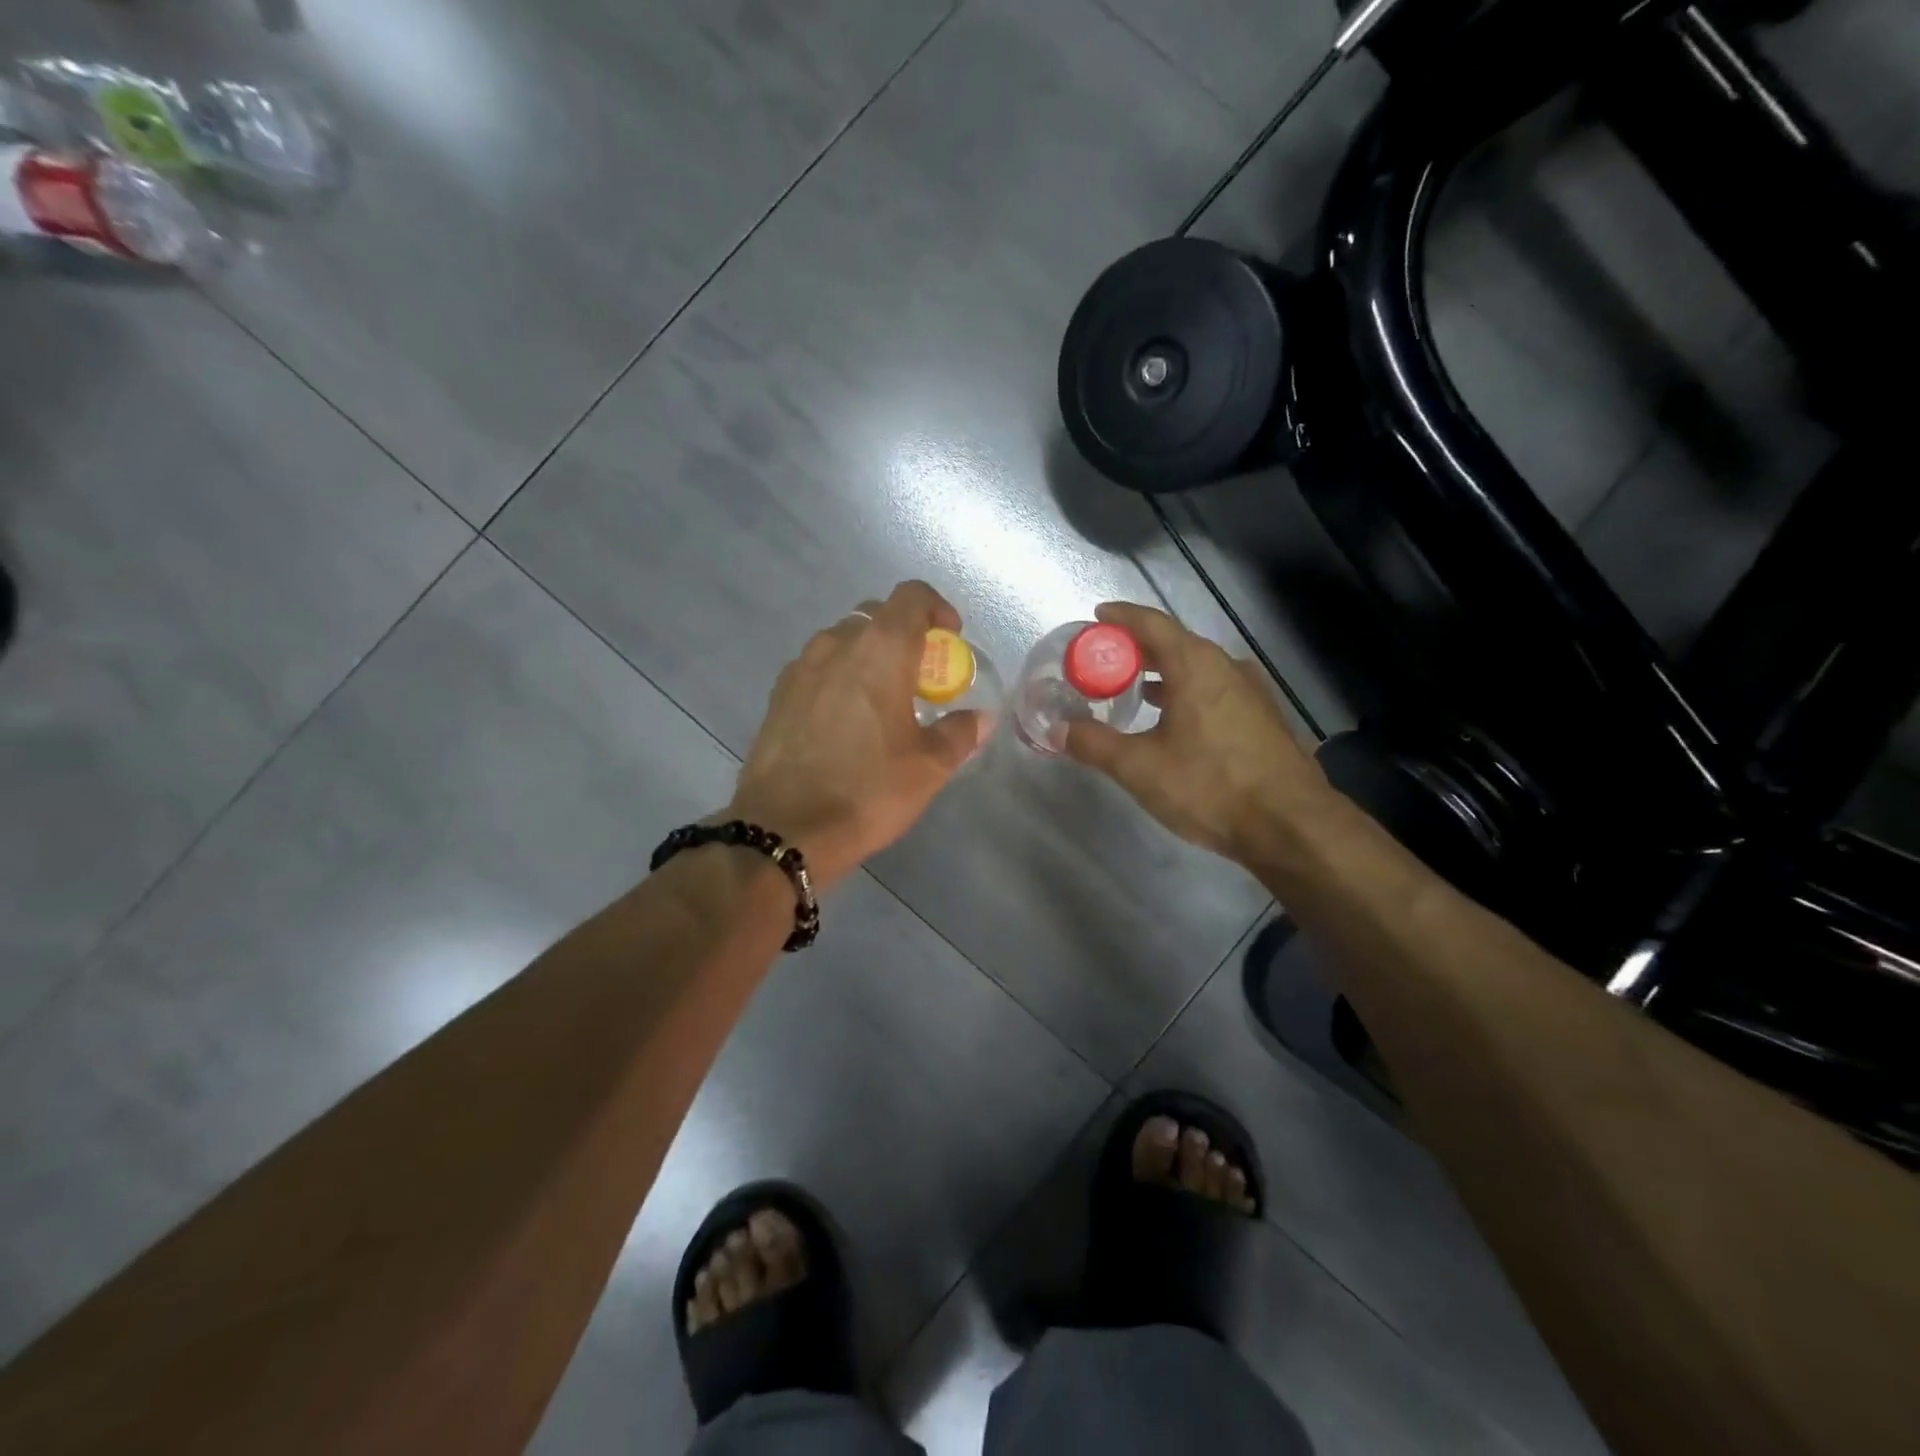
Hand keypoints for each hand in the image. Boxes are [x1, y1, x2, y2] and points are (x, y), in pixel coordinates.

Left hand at [726, 581, 991, 888]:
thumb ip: (959, 733)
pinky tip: (845, 721)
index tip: (951, 639)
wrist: (783, 829)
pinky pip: (817, 668)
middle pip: (876, 615)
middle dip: (905, 635)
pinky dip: (839, 678)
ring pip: (842, 641)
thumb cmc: (867, 791)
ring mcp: (801, 667)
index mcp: (880, 649)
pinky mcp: (778, 695)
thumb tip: (979, 719)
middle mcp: (837, 644)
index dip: (937, 608)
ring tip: (882, 700)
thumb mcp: (929, 767)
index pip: (912, 595)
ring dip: (868, 656)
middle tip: (920, 677)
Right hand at [1064, 602, 1329, 862]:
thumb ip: (1094, 744)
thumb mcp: (1140, 768)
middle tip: (1105, 660)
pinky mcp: (1262, 716)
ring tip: (1135, 690)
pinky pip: (1215, 689)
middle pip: (1175, 642)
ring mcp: (1250, 690)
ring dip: (1164, 672)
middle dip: (1138, 648)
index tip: (1096, 616)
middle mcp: (1226, 666)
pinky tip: (1174, 721)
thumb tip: (1058, 731)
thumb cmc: (1210, 786)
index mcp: (1195, 665)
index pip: (1152, 623)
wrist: (1290, 825)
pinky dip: (1186, 691)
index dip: (1121, 617)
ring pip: (1197, 667)